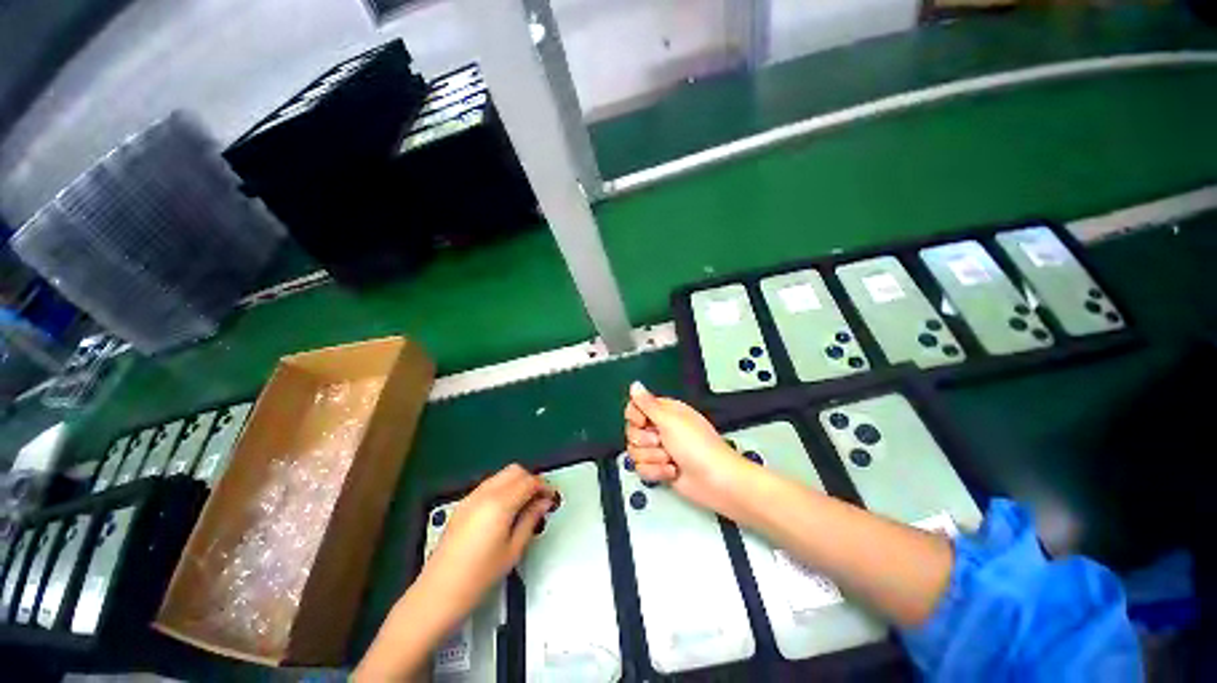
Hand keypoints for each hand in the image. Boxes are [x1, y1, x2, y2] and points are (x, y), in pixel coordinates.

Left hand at [356, 464, 554, 680]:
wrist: (437, 595)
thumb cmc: (478, 578)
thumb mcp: (513, 550)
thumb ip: (531, 519)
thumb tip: (544, 502)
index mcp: (499, 504)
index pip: (529, 481)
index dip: (544, 486)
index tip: (552, 497)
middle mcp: (484, 494)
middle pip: (515, 471)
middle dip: (531, 480)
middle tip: (540, 499)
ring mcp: (470, 498)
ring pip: (501, 476)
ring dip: (516, 483)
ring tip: (525, 505)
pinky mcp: (462, 506)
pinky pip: (488, 485)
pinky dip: (502, 489)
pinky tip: (506, 510)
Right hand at [624, 382, 755, 516]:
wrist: (715, 480)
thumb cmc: (697, 446)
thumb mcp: (670, 420)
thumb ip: (647, 404)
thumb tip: (635, 384)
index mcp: (664, 411)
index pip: (634, 408)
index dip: (635, 417)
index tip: (644, 423)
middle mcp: (659, 428)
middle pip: (631, 431)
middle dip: (645, 441)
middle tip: (662, 442)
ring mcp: (659, 449)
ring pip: (635, 452)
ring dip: (653, 458)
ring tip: (671, 458)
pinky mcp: (659, 468)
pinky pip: (641, 469)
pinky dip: (657, 472)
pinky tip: (672, 471)